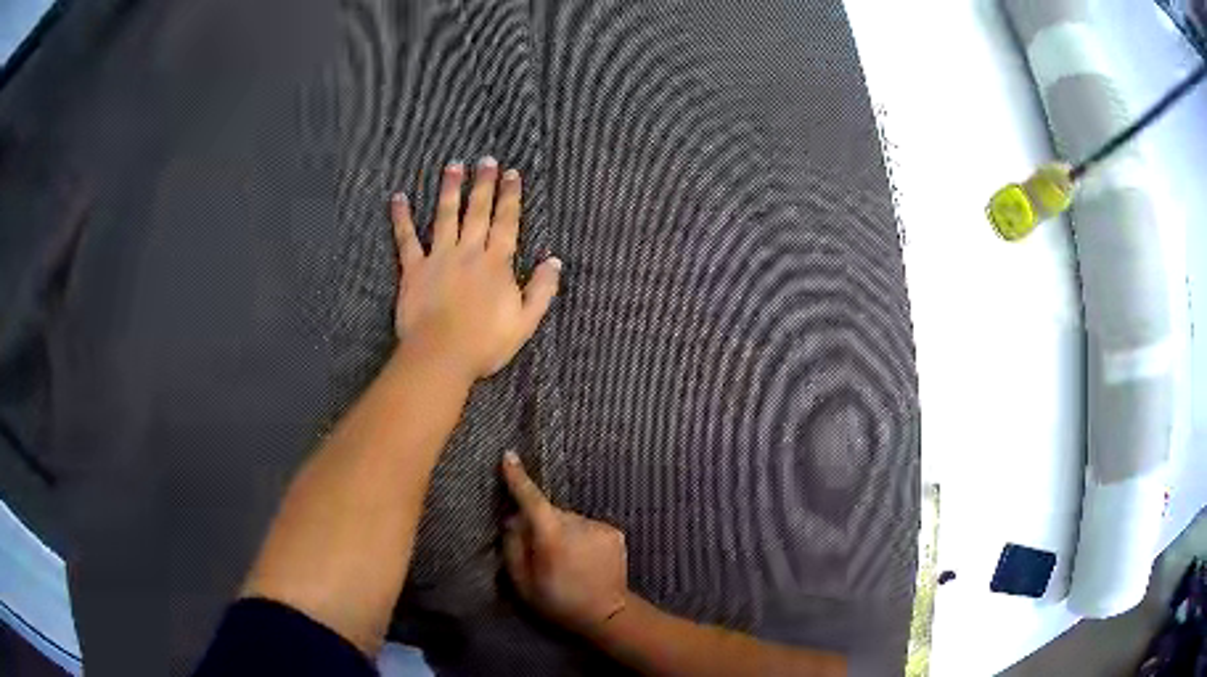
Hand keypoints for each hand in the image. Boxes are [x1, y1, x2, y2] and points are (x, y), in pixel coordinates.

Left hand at [391, 158, 560, 379]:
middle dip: (483, 184)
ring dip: (450, 189)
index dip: (510, 196)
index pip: (507, 222)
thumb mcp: (525, 322)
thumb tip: (554, 261)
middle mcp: (469, 252)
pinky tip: (398, 198)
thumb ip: (541, 290)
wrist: (441, 355)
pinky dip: (402, 218)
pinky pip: (406, 239)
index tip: (512, 173)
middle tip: (485, 160)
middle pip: (478, 211)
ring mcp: (439, 257)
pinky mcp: (414, 269)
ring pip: (446, 216)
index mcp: (497, 263)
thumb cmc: (485, 343)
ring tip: (453, 166)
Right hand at [500, 451, 629, 635]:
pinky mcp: (614, 532)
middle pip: (550, 513)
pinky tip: (584, 559)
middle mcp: (577, 524)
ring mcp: (599, 527)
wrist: (607, 613)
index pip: (532, 500)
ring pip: (570, 520)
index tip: (508, 455)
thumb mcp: (522, 582)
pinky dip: (581, 537)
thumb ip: (513, 546)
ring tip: (567, 561)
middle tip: (542, 553)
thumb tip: (513, 518)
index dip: (518, 478)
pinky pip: (587, 527)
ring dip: (564, 532)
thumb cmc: (558, 601)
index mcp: (552, 537)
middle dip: (542, 525)